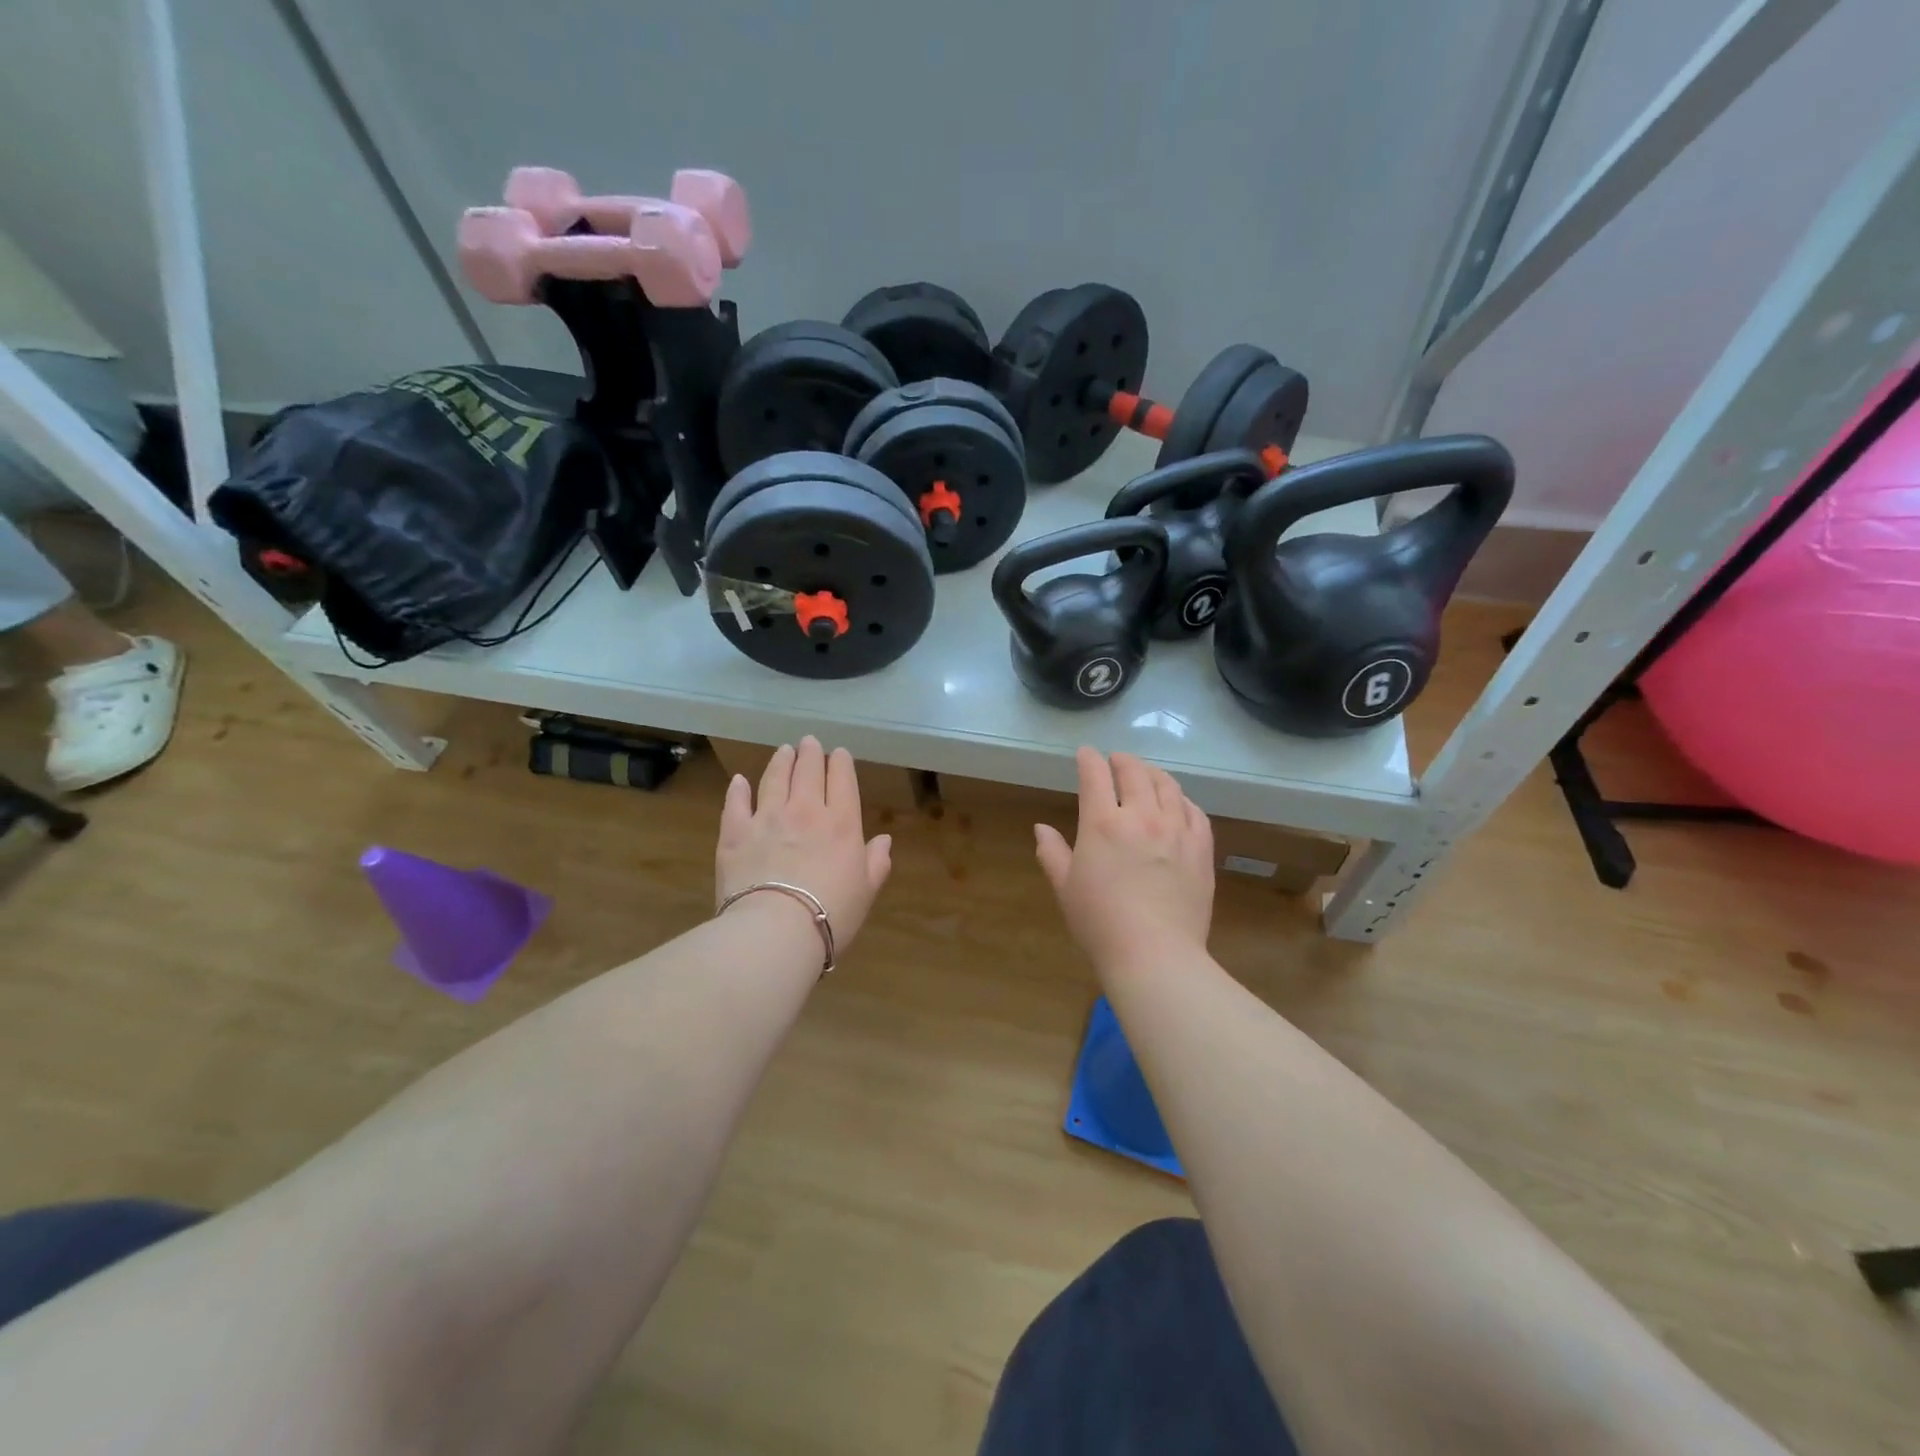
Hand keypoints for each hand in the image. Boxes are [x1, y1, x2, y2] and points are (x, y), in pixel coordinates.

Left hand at [716, 737, 893, 949]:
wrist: (775, 931)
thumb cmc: (831, 914)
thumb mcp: (866, 892)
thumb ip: (876, 862)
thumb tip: (884, 841)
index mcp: (841, 823)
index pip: (842, 781)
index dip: (840, 763)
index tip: (839, 753)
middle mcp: (804, 811)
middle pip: (807, 771)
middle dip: (810, 753)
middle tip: (809, 742)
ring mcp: (767, 818)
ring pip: (774, 778)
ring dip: (780, 762)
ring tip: (784, 751)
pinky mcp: (734, 833)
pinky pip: (736, 803)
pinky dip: (738, 789)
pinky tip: (739, 781)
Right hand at [1034, 748, 1213, 973]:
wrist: (1155, 955)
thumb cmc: (1100, 923)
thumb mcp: (1065, 888)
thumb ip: (1052, 853)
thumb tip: (1041, 828)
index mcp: (1103, 823)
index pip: (1095, 776)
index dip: (1088, 759)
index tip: (1085, 754)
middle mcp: (1142, 816)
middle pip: (1135, 772)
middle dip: (1122, 760)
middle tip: (1116, 760)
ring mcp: (1176, 830)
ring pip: (1168, 786)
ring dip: (1154, 773)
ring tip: (1147, 774)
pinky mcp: (1201, 849)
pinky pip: (1195, 812)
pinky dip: (1183, 800)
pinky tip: (1178, 804)